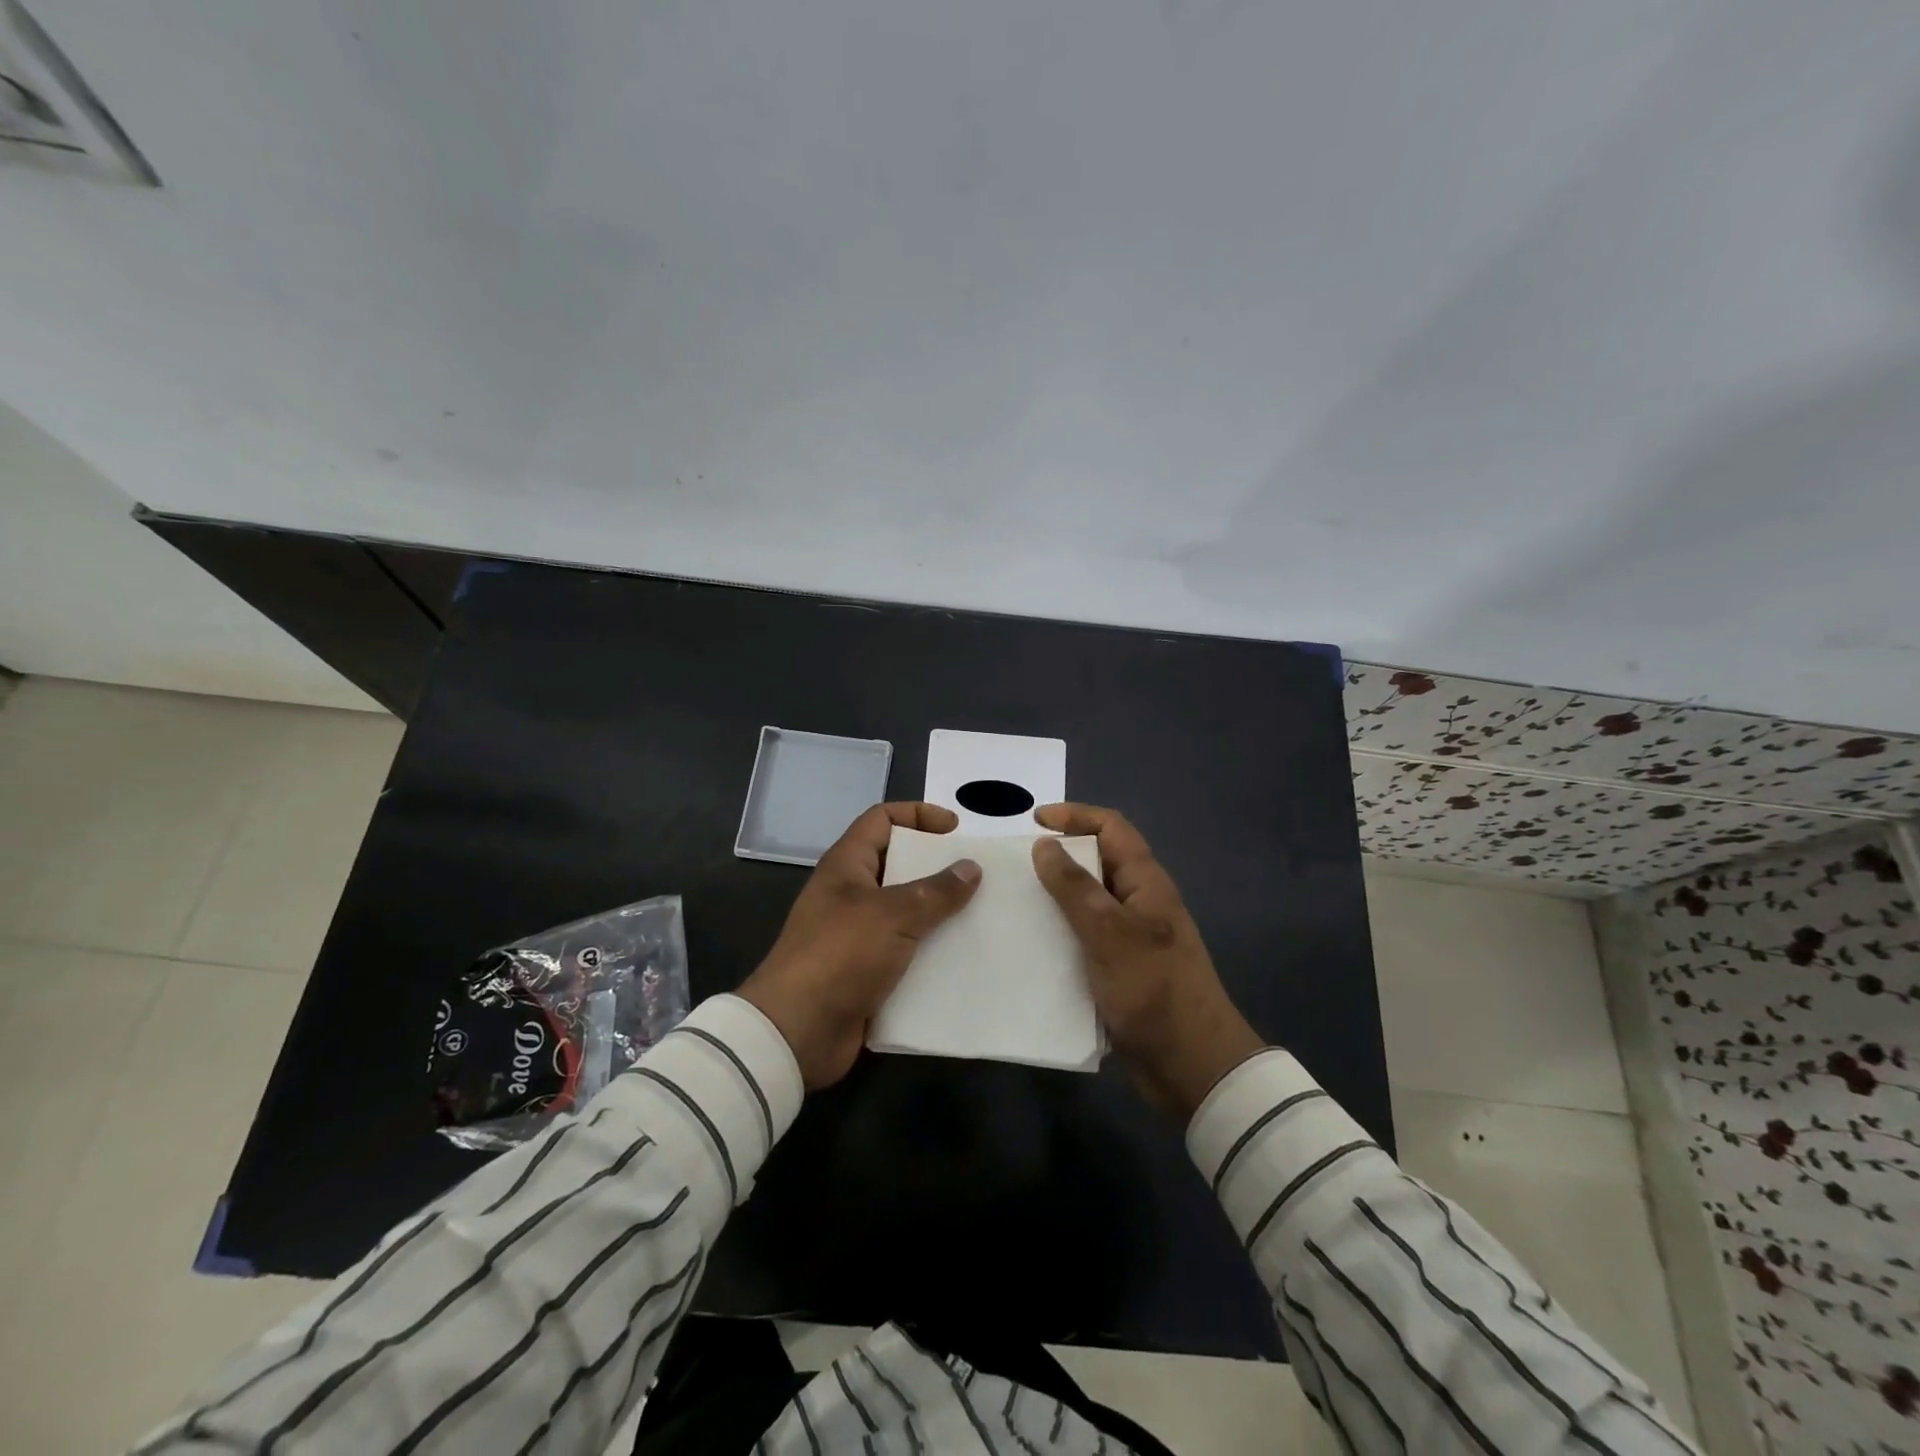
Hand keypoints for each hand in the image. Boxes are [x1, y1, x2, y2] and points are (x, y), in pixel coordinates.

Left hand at [739, 802, 981, 1088]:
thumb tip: (971, 867)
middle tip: (979, 877)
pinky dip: (933, 955)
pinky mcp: (868, 974)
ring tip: (982, 918)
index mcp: (847, 866)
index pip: (882, 819)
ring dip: (941, 915)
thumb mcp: (893, 914)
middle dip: (939, 868)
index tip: (957, 830)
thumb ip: (936, 891)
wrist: (798, 1032)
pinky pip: (907, 954)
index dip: (918, 815)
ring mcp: (858, 936)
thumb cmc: (841, 954)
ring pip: (908, 913)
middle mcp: (852, 895)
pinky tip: (965, 961)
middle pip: (900, 866)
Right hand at [1032, 803, 1263, 1118]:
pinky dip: (1056, 931)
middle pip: (1096, 861)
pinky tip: (1027, 943)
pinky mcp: (1116, 968)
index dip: (1075, 815)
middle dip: (1058, 855)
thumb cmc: (1154, 990)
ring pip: (1085, 901)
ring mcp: (1127, 937)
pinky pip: (1081, 936)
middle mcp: (1137, 903)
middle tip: (1014, 864)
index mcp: (1146, 883)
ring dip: (1053, 895)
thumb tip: (1044, 844)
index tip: (1033, 820)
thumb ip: (1075, 887)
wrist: (1190, 1066)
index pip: (1111, 828)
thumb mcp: (1110, 933)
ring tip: (1011, 900)